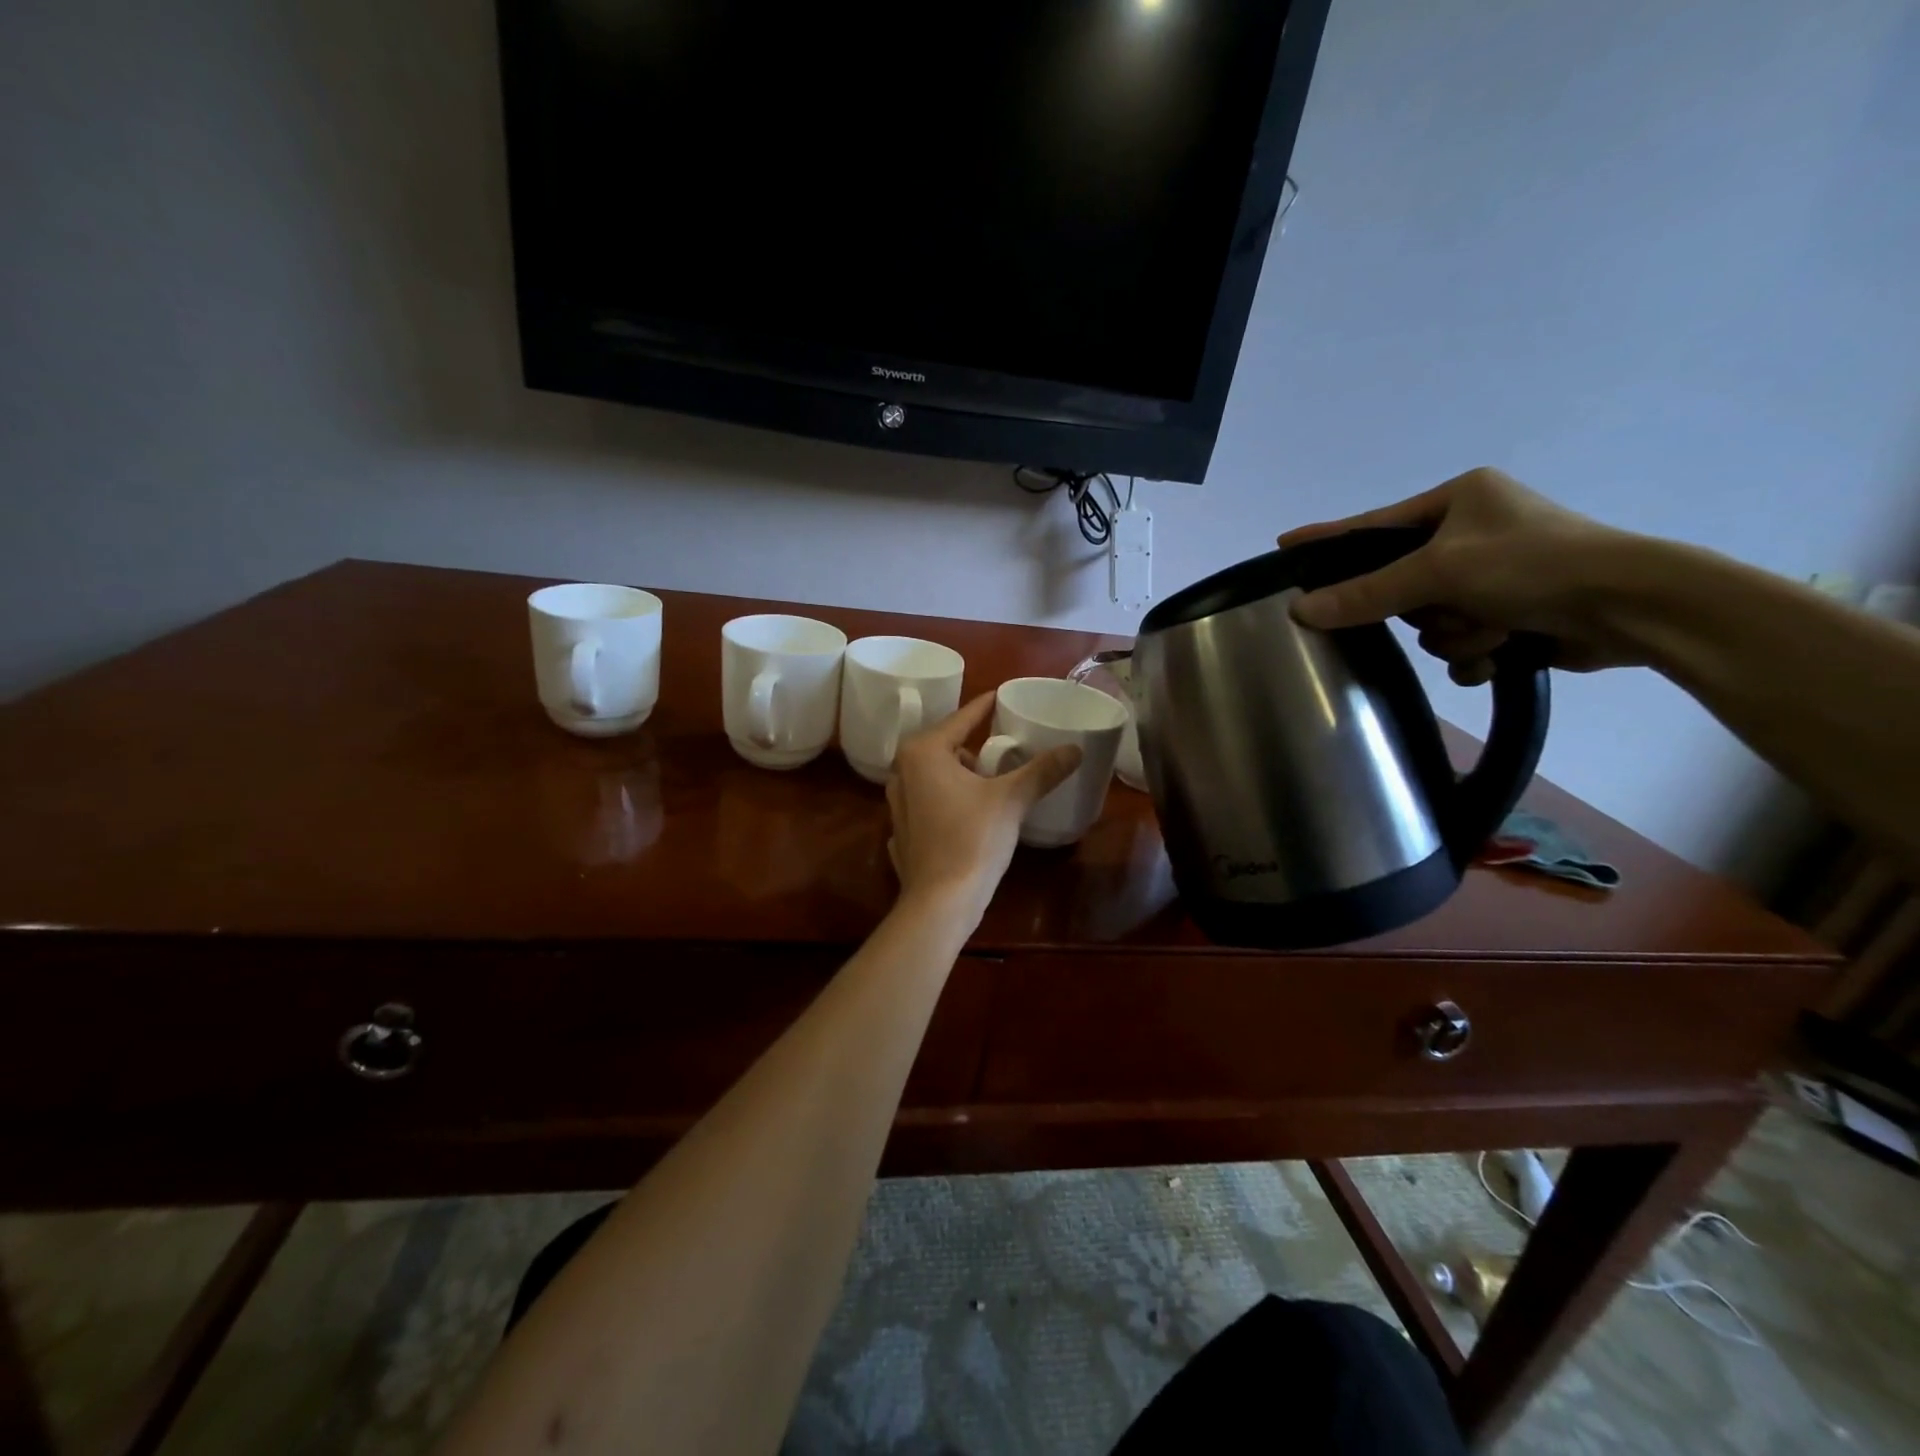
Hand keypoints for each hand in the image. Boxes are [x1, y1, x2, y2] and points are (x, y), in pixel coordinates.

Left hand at [886, 693, 1081, 924]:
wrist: (941, 901)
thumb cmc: (973, 839)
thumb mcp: (1012, 799)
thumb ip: (1042, 770)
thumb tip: (1075, 749)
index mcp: (923, 753)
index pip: (960, 719)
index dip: (983, 707)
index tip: (999, 696)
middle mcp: (902, 771)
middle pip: (944, 746)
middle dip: (972, 747)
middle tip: (1002, 751)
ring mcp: (897, 803)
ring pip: (934, 776)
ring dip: (959, 775)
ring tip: (990, 784)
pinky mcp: (901, 831)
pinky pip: (928, 803)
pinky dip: (947, 801)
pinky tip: (967, 815)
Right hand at [1279, 467, 1642, 684]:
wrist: (1634, 607)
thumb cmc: (1534, 565)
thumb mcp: (1440, 572)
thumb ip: (1366, 593)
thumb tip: (1300, 610)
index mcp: (1458, 500)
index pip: (1373, 525)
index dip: (1328, 539)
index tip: (1285, 544)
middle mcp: (1473, 532)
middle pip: (1400, 584)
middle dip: (1424, 608)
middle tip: (1447, 606)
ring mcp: (1494, 575)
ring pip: (1429, 621)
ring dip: (1456, 633)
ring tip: (1495, 628)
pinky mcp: (1512, 612)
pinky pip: (1460, 642)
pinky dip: (1476, 651)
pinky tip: (1501, 651)